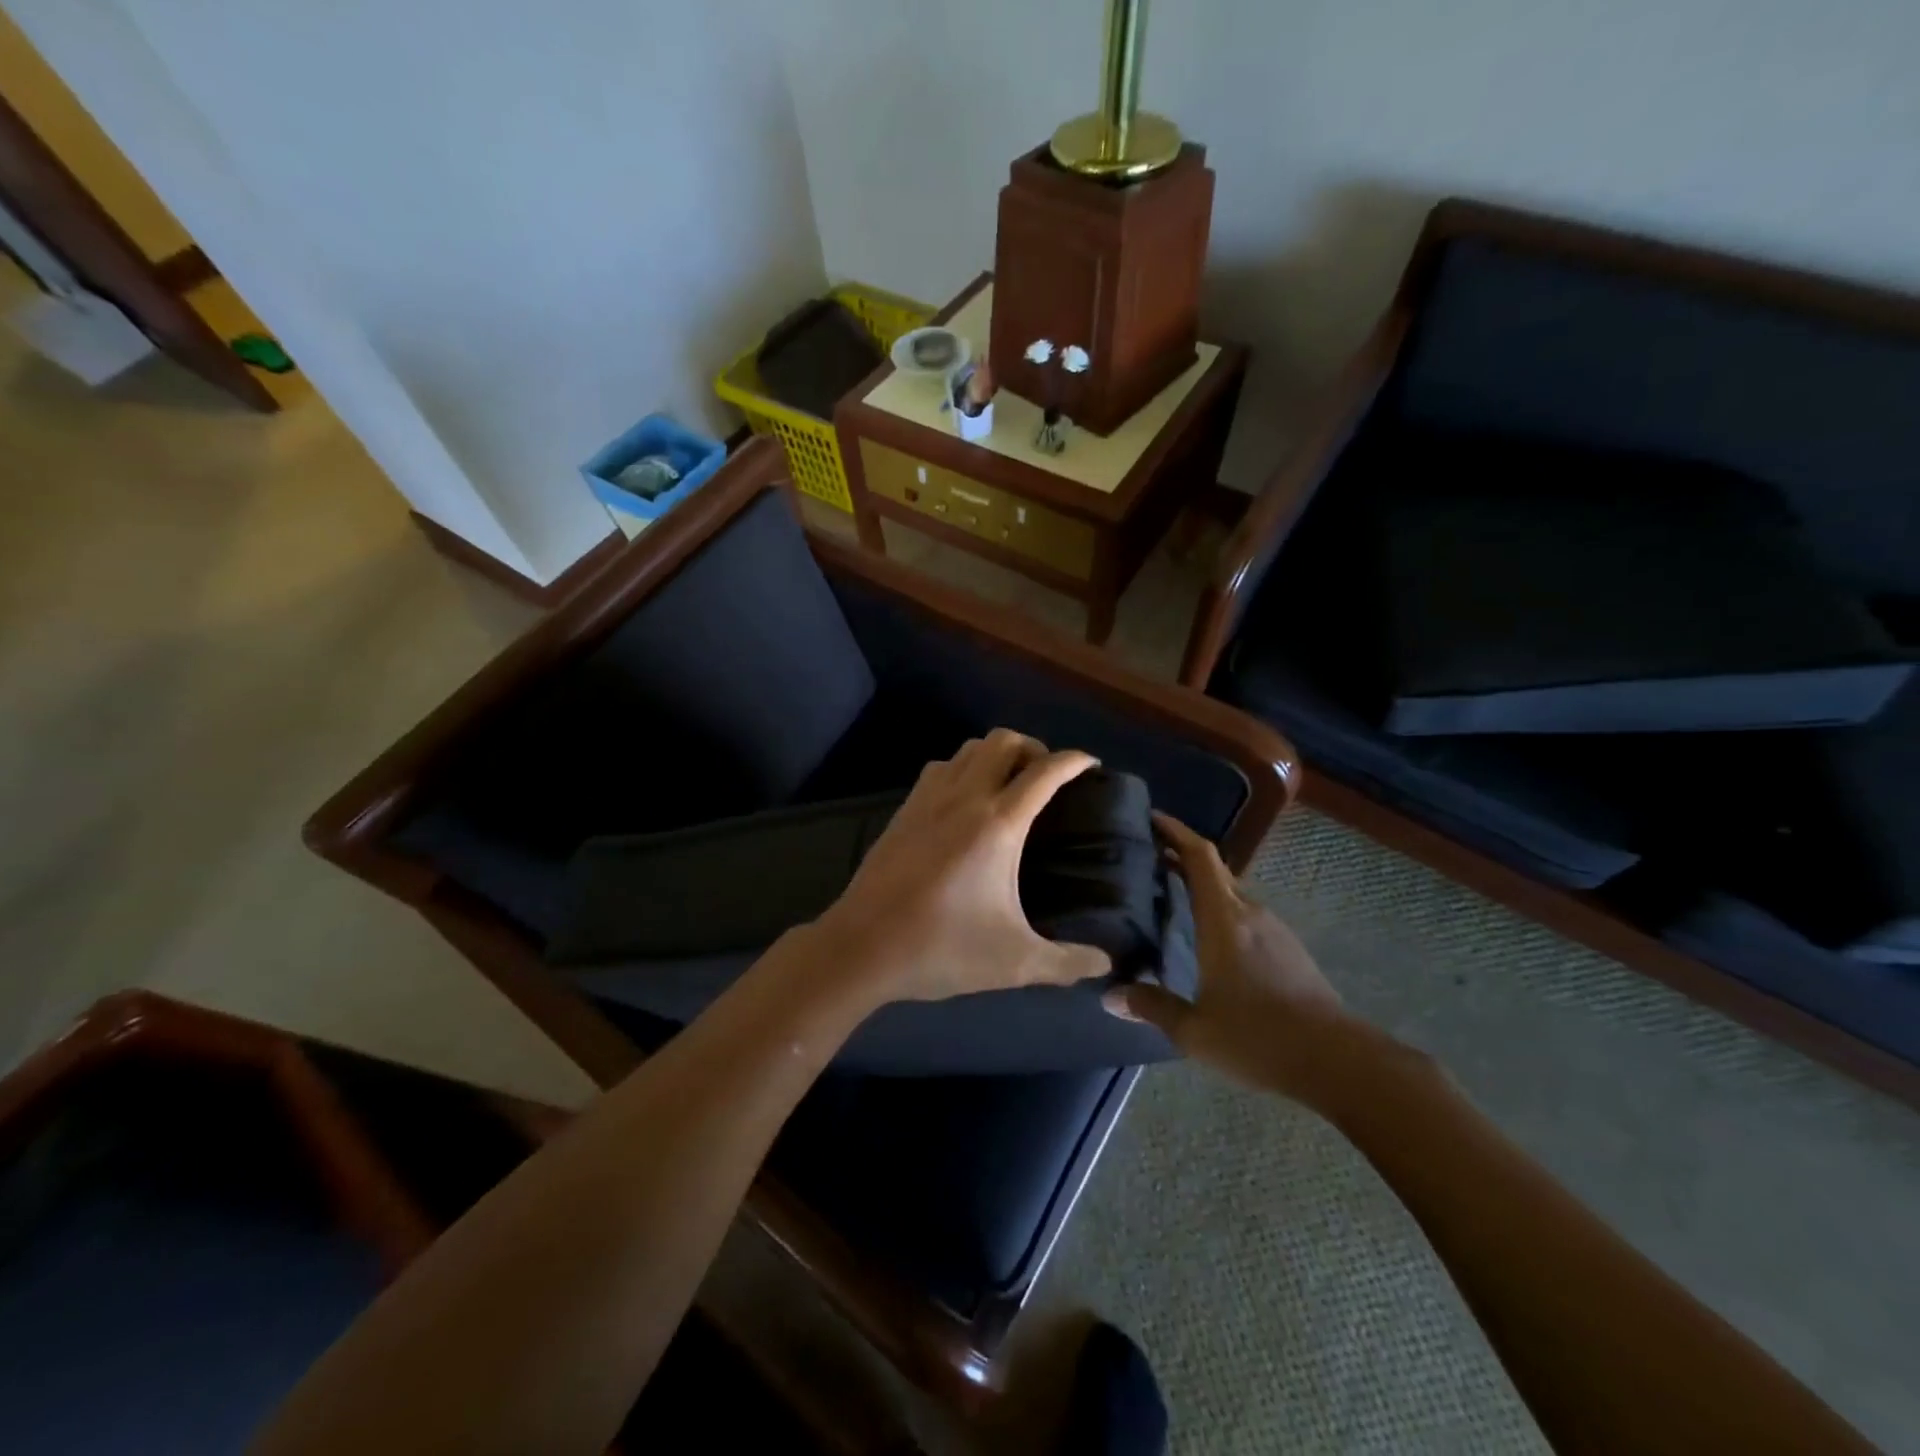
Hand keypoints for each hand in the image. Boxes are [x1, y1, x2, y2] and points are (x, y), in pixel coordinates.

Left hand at [809, 729, 1113, 1006]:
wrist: (861, 947)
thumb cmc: (941, 948)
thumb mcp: (1015, 963)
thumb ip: (1067, 963)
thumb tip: (1105, 965)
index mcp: (998, 823)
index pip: (1044, 771)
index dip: (1074, 760)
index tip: (1091, 764)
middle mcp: (964, 798)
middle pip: (1003, 741)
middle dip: (1033, 747)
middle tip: (1047, 777)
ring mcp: (927, 800)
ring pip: (967, 749)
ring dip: (994, 754)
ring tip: (1008, 784)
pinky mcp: (903, 812)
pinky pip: (940, 768)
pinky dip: (962, 768)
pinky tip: (964, 802)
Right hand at [1105, 811, 1361, 1104]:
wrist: (1338, 1062)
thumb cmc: (1259, 1038)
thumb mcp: (1195, 1030)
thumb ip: (1152, 1008)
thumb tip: (1110, 997)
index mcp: (1223, 920)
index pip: (1200, 857)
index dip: (1176, 832)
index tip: (1152, 818)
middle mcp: (1250, 913)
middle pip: (1215, 869)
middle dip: (1183, 855)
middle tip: (1149, 855)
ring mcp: (1275, 930)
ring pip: (1232, 893)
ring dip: (1203, 885)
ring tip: (1172, 892)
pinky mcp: (1290, 950)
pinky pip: (1246, 915)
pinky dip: (1221, 909)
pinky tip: (1209, 935)